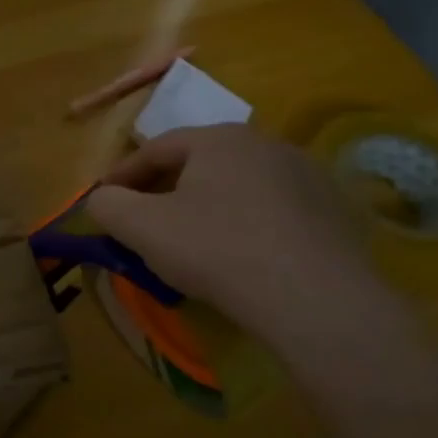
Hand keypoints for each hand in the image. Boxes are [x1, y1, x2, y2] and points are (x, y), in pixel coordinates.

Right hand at [86, 124, 384, 344]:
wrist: (314, 298)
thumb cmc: (215, 250)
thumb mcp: (140, 227)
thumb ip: (107, 205)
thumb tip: (102, 199)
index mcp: (219, 139)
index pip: (155, 149)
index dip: (122, 175)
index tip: (104, 202)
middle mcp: (266, 144)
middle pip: (199, 164)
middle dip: (165, 189)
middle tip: (144, 222)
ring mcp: (308, 176)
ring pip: (239, 186)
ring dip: (208, 206)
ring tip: (193, 241)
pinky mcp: (336, 212)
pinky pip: (275, 212)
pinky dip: (248, 225)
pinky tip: (242, 257)